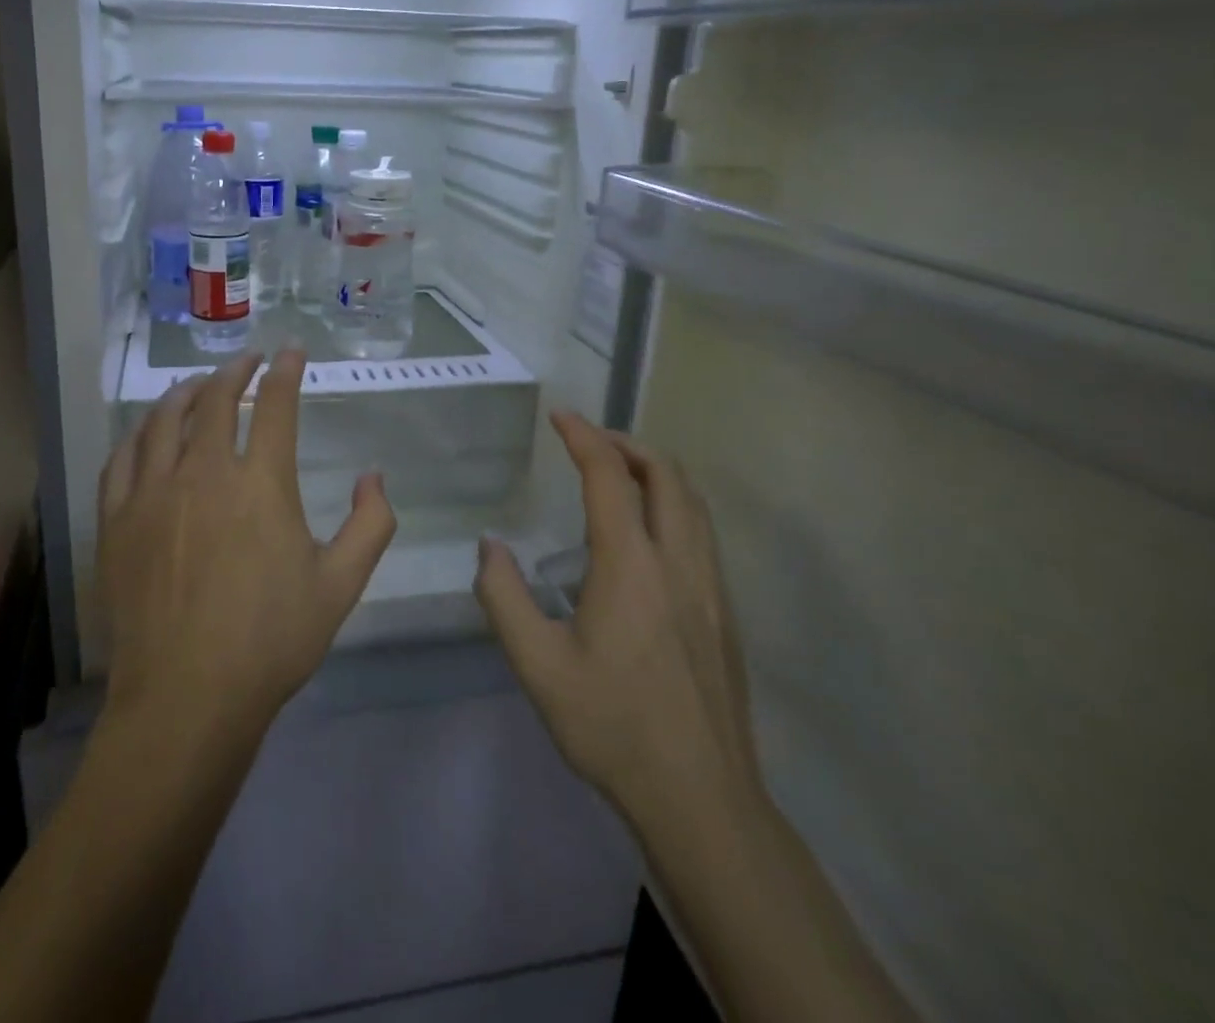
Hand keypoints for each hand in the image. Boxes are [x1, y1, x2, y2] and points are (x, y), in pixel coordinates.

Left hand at [96, 349, 398, 742]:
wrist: (187, 696)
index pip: (275, 406)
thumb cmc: (271, 641)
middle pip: (215, 400)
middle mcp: (203, 473)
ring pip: (164, 420)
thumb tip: (374, 477)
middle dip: (235, 371)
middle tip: (248, 361)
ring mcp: (152, 493)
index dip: (286, 372)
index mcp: (260, 484)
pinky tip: (147, 432)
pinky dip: (139, 434)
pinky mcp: (117, 519)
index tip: (291, 352)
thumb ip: (371, 524)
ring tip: (199, 383)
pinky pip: (122, 458)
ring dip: (186, 392)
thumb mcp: (341, 585)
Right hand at [475, 411, 760, 857]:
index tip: (560, 416)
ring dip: (655, 471)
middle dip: (626, 443)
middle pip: (666, 474)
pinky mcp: (724, 613)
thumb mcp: (537, 665)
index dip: (584, 437)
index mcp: (630, 566)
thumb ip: (504, 597)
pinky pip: (701, 532)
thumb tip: (490, 547)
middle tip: (588, 440)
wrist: (701, 798)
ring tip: (617, 474)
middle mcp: (678, 562)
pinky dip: (673, 504)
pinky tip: (645, 535)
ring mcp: (710, 587)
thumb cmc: (612, 726)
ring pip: (693, 502)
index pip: (610, 476)